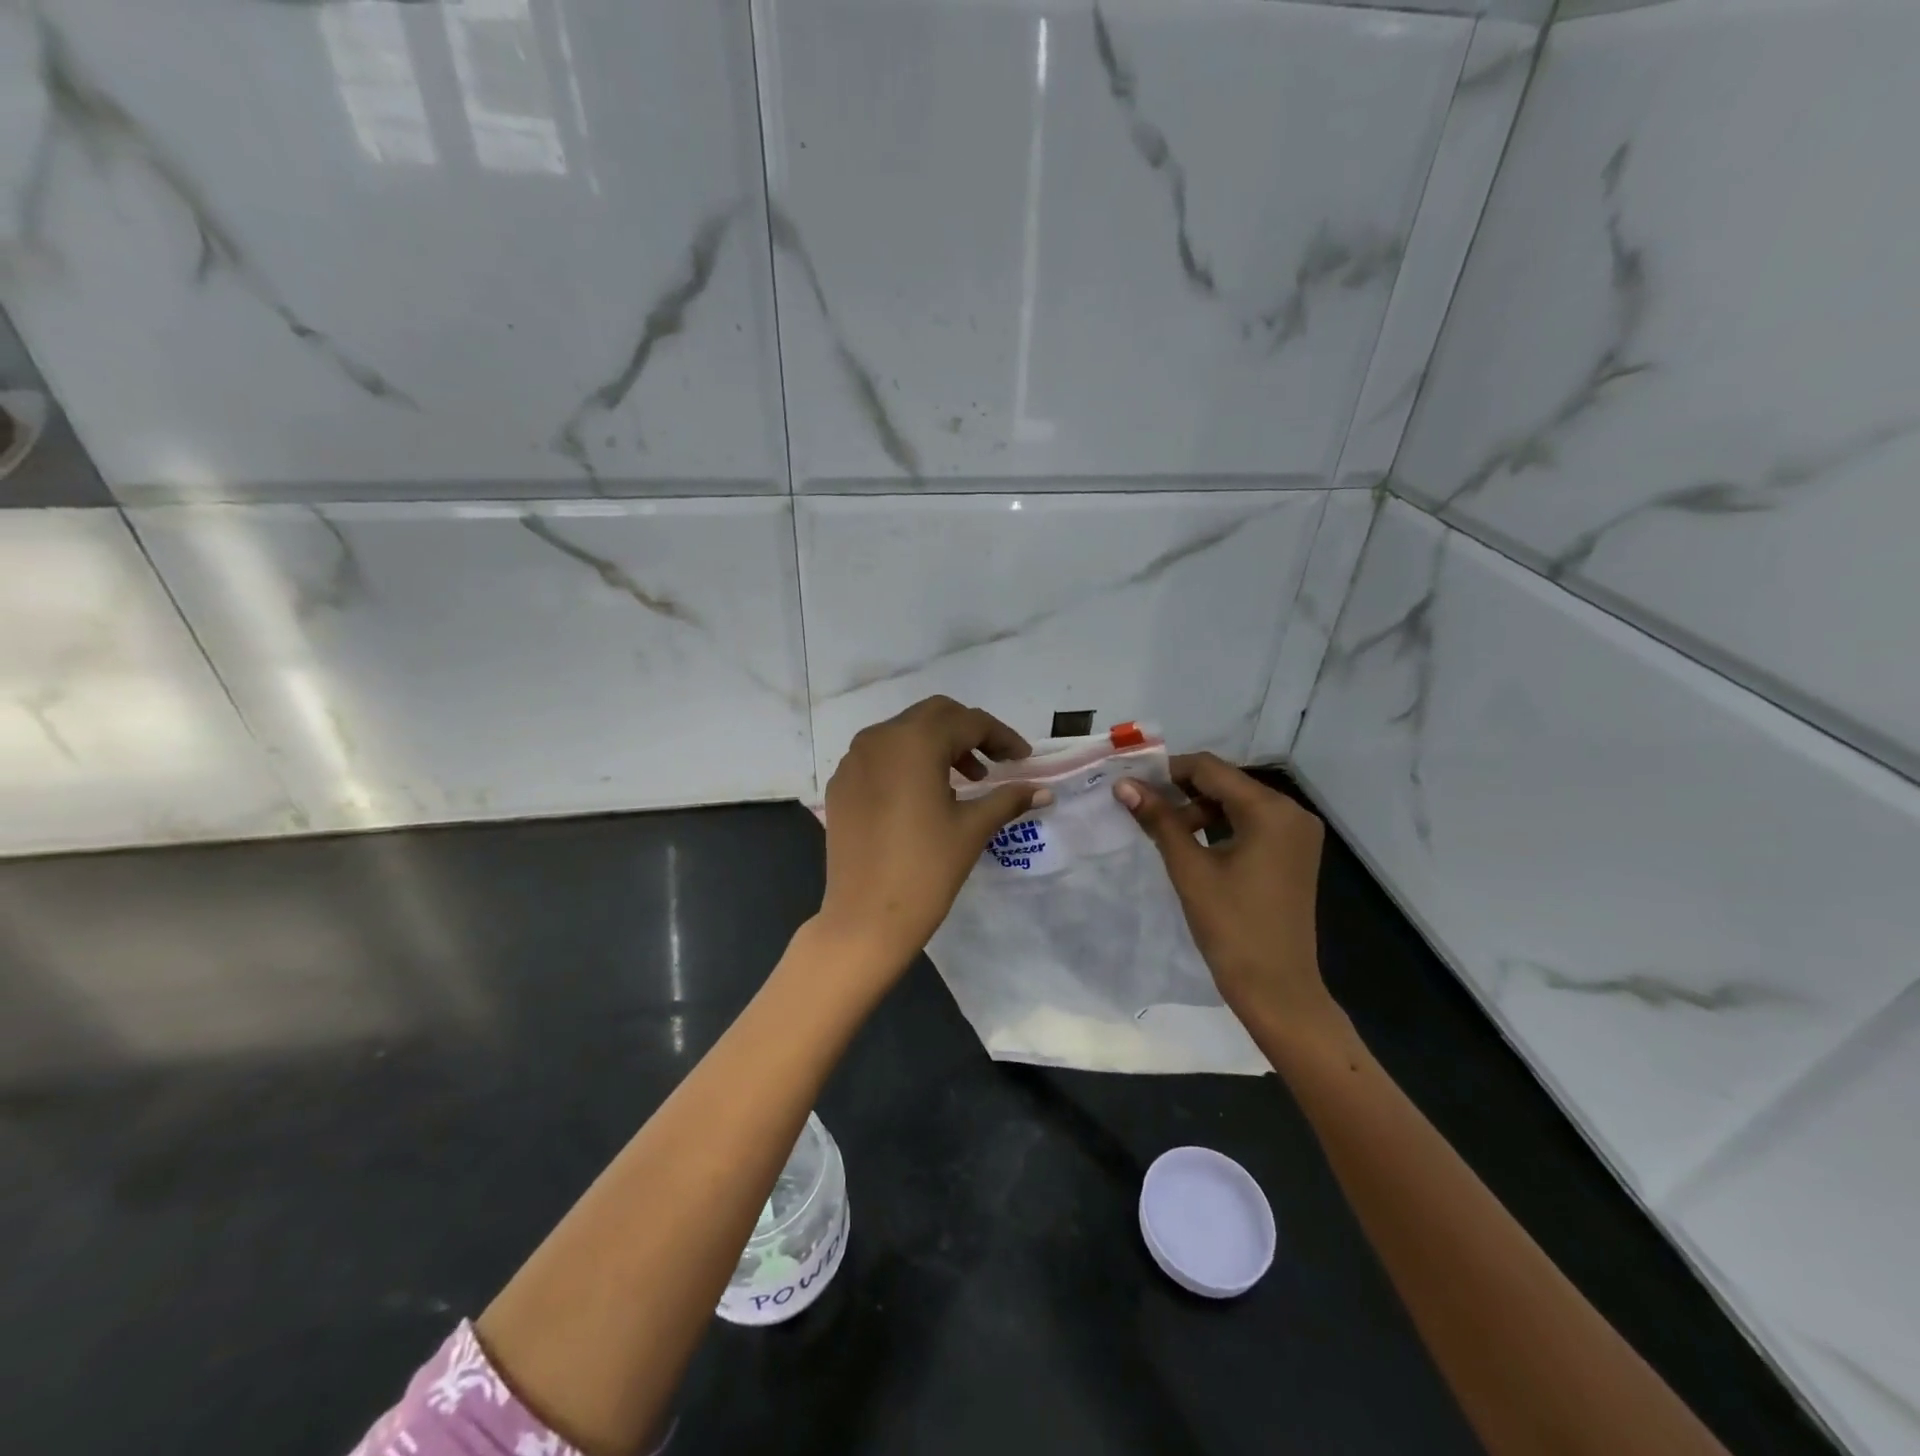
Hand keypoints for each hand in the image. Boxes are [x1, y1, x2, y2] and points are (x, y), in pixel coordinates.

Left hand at [818, 696, 1049, 985]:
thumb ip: (1008, 799)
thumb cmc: (926, 870)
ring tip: (963, 782)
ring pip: (904, 732)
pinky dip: (907, 762)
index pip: (968, 722)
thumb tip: (1043, 790)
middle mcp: (879, 738)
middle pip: (934, 716)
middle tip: (994, 763)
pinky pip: (880, 756)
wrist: (865, 918)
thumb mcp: (972, 829)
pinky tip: (922, 795)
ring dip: (937, 745)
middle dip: (968, 733)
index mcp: (914, 742)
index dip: (1001, 737)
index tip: (1022, 759)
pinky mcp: (840, 784)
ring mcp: (853, 760)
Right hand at [1115, 753, 1340, 1044]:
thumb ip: (1159, 820)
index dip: (1168, 771)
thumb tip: (1124, 785)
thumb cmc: (1231, 927)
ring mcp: (1297, 833)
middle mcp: (1292, 812)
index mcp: (1270, 810)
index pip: (1210, 769)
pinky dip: (1221, 825)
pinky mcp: (1294, 853)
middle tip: (1142, 806)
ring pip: (1238, 802)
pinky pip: (1252, 823)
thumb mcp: (1190, 869)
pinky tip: (1193, 842)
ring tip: (1163, 829)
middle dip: (1182, 790)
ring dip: (1200, 809)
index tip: (1132, 783)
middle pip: (1226, 782)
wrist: (1277, 988)